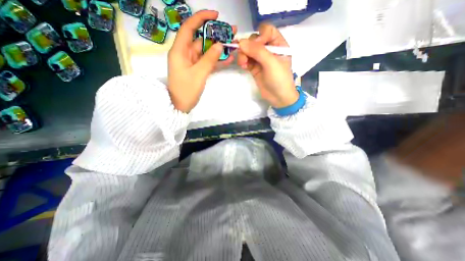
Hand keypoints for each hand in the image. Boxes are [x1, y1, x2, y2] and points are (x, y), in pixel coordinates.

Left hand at [168, 10, 235, 111]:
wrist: (180, 106)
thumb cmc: (186, 90)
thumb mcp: (199, 74)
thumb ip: (209, 59)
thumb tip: (220, 45)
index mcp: (180, 51)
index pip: (189, 28)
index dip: (201, 19)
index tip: (215, 15)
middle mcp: (185, 54)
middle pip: (201, 40)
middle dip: (215, 35)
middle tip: (231, 32)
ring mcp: (192, 63)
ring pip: (206, 52)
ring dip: (218, 49)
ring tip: (233, 45)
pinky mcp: (197, 70)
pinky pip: (207, 62)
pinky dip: (216, 60)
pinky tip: (228, 58)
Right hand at [237, 23, 296, 107]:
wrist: (278, 97)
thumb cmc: (279, 79)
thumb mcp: (271, 63)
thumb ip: (257, 51)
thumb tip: (240, 42)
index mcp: (278, 44)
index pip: (267, 31)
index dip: (259, 36)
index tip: (254, 46)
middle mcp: (269, 50)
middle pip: (255, 40)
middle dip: (248, 47)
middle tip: (244, 57)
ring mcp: (261, 59)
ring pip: (248, 50)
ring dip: (243, 55)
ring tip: (242, 64)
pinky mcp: (254, 68)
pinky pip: (246, 60)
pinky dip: (243, 61)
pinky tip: (243, 66)